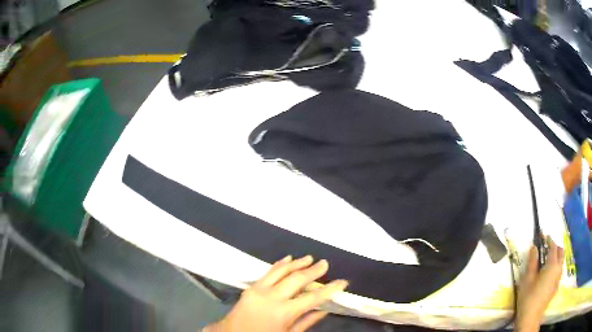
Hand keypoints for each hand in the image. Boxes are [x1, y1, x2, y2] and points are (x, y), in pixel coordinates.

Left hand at [204, 255, 347, 331]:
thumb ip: (307, 322)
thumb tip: (325, 310)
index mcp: (284, 312)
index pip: (313, 297)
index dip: (330, 289)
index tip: (342, 282)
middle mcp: (272, 297)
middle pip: (297, 279)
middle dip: (313, 270)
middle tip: (325, 263)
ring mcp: (259, 289)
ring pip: (282, 271)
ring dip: (297, 263)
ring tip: (310, 258)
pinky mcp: (251, 287)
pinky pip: (267, 272)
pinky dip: (279, 265)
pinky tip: (288, 259)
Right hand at [516, 237, 563, 331]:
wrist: (530, 318)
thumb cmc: (528, 297)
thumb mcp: (527, 279)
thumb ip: (532, 261)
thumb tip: (534, 247)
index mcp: (553, 265)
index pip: (553, 246)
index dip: (548, 240)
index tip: (543, 236)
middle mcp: (558, 269)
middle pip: (560, 252)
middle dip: (555, 247)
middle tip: (545, 249)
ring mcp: (558, 279)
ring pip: (561, 262)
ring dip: (556, 257)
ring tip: (547, 261)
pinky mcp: (556, 287)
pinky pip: (559, 272)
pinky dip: (556, 267)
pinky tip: (548, 275)